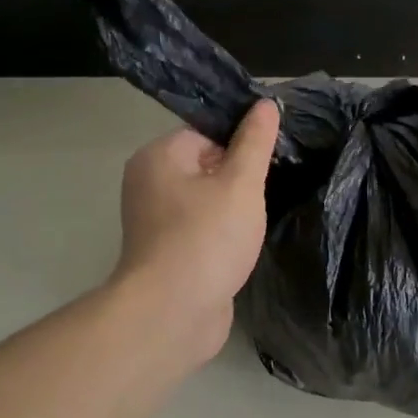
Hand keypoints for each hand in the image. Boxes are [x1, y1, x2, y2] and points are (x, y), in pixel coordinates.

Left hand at [112, 99, 280, 363]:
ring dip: (233, 212)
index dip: (240, 144)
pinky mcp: (167, 254)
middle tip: (267, 193)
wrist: (173, 313)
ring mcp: (155, 223)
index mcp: (158, 157)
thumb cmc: (206, 238)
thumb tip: (265, 104)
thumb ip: (255, 143)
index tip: (269, 162)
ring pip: (205, 203)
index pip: (205, 133)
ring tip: (258, 222)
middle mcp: (148, 185)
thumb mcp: (240, 184)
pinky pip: (201, 232)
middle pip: (205, 167)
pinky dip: (222, 237)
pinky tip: (243, 248)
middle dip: (238, 180)